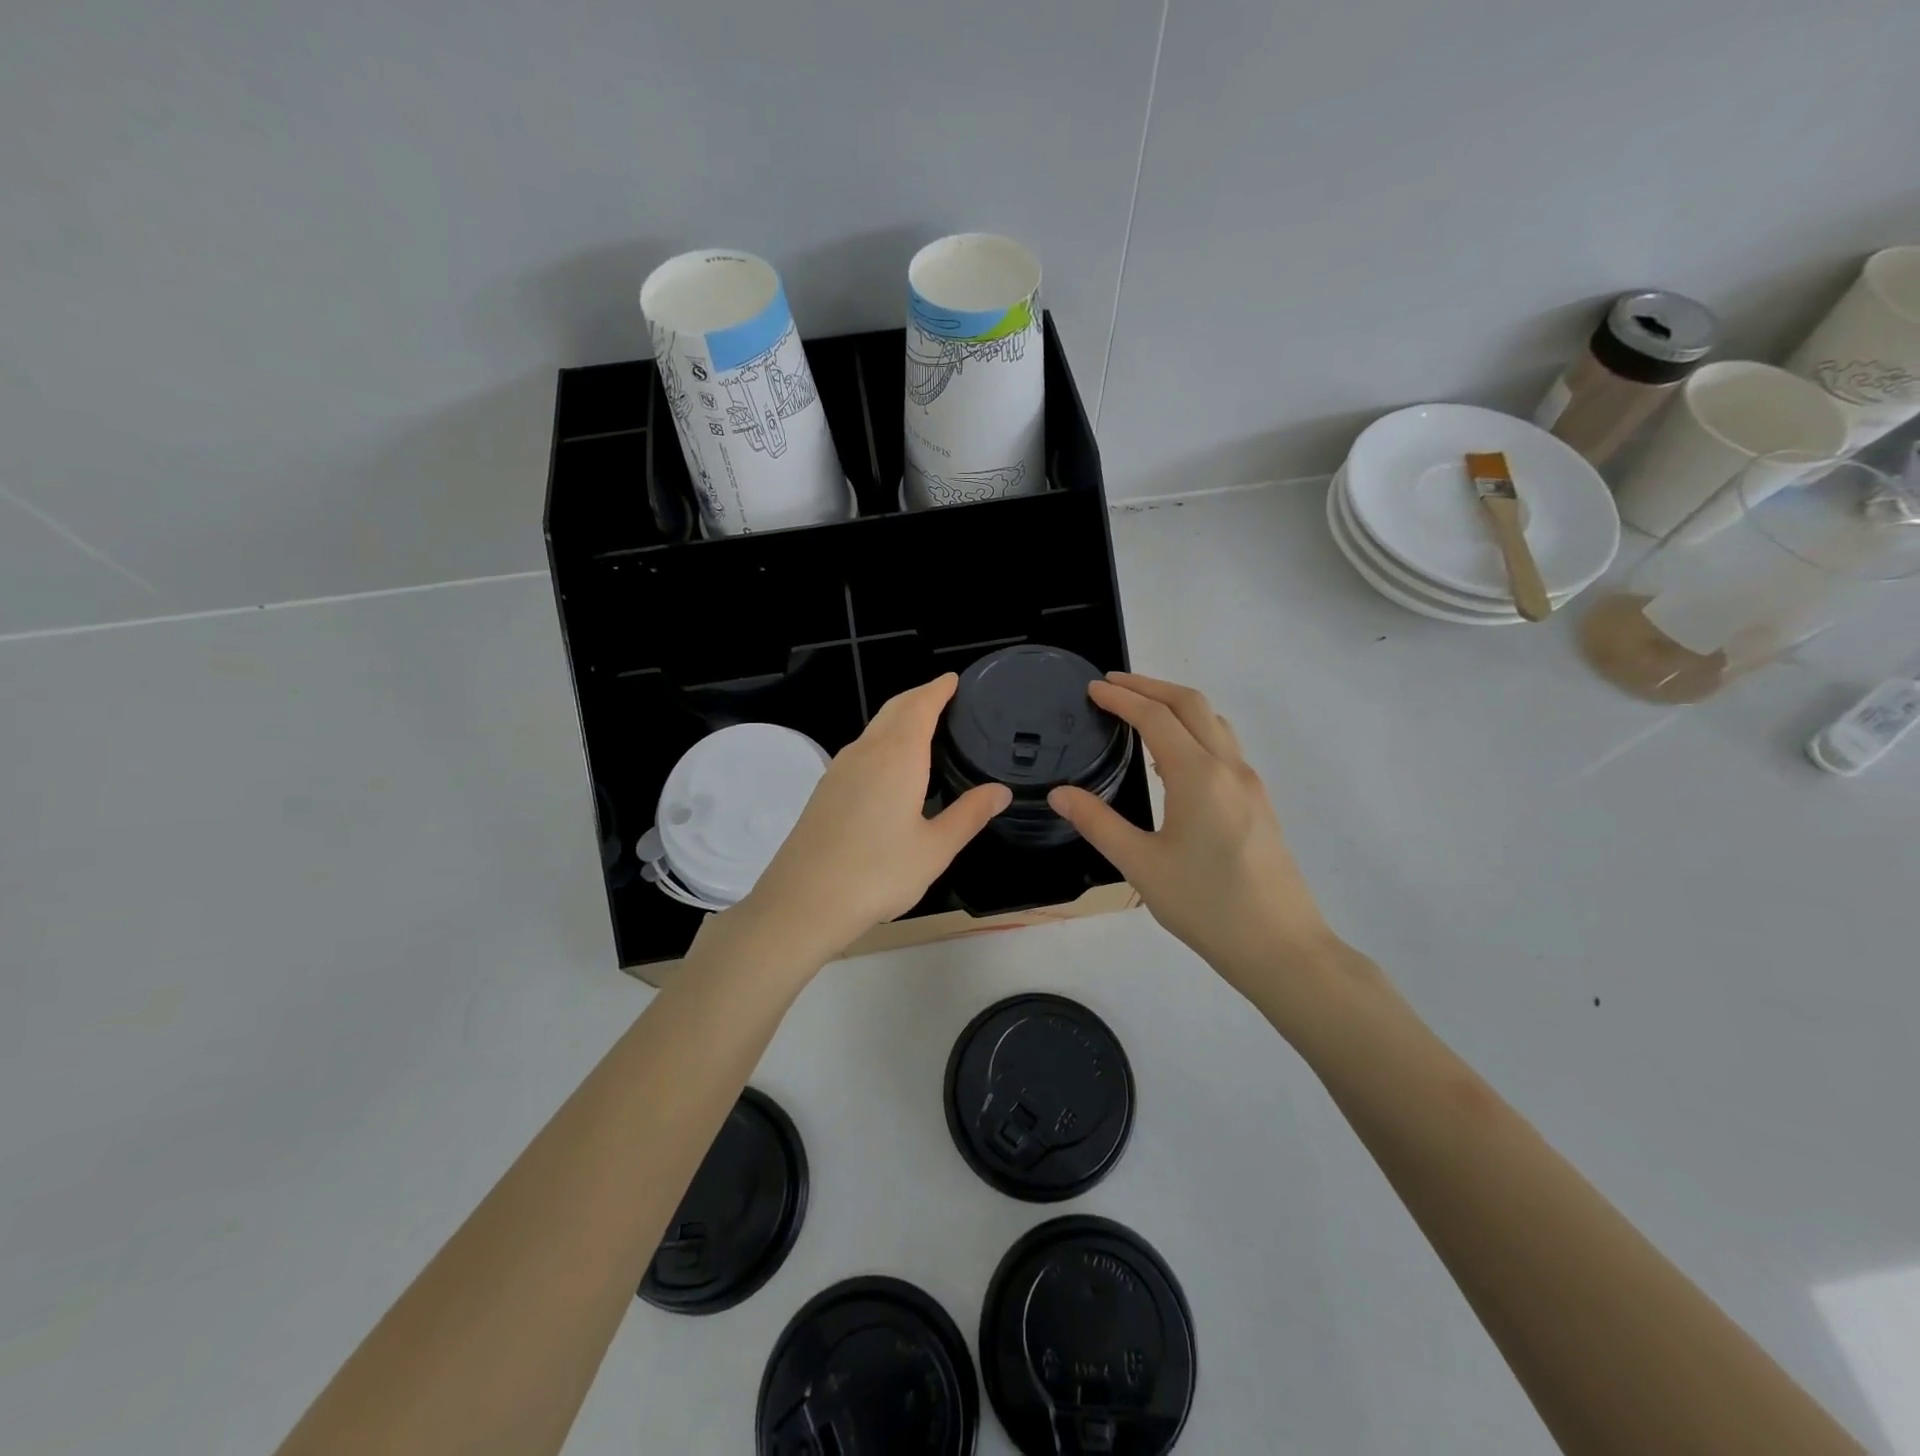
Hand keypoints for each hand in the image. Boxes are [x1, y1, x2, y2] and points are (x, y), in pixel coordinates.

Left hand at [727, 675, 1010, 964]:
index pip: (920, 706)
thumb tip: (1001, 791)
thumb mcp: (935, 848)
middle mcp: (866, 752)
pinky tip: (893, 766)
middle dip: (920, 697)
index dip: (938, 689)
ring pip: (875, 728)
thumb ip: (969, 815)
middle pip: (894, 709)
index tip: (954, 680)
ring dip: (900, 717)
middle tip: (945, 697)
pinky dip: (884, 740)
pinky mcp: (826, 789)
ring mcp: (839, 769)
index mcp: (897, 757)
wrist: (803, 901)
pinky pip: (861, 749)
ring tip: (925, 727)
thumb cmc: (878, 873)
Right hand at [1049, 673, 1336, 997]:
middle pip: (1191, 704)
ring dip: (1176, 705)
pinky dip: (1194, 730)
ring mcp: (1249, 784)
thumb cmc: (1206, 906)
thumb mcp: (1141, 865)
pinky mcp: (1258, 802)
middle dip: (1150, 686)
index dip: (1122, 698)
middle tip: (1113, 684)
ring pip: (1213, 722)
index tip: (1093, 688)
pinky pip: (1224, 746)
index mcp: (1198, 776)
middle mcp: (1229, 768)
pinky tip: (1173, 757)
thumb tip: (1060, 794)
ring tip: (1141, 711)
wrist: (1280, 946)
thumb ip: (1098, 823)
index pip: (1155, 718)